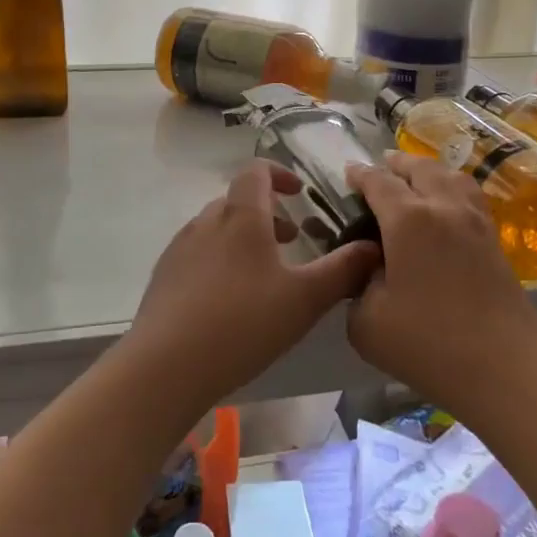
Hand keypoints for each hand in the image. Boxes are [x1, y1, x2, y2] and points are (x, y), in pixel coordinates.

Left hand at [123, 160, 380, 413]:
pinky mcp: (164, 275)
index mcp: (241, 216)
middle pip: (238, 200)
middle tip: (292, 240)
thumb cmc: (243, 323)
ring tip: (264, 273)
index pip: (256, 171)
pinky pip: (198, 252)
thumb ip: (342, 270)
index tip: (299, 194)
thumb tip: (372, 247)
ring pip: (217, 227)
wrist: (166, 364)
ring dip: (243, 237)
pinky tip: (229, 299)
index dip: (280, 174)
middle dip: (267, 213)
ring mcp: (180, 247)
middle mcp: (207, 221)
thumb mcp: (304, 300)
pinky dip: (220, 259)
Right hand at [344, 152, 536, 420]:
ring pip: (451, 176)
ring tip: (415, 178)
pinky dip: (452, 188)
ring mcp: (475, 222)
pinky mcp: (495, 241)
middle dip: (396, 164)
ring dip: (428, 170)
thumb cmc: (429, 344)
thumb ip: (357, 286)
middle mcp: (444, 207)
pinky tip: (445, 206)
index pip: (378, 182)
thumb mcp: (366, 322)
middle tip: (380, 167)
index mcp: (408, 219)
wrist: (506, 370)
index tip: (347, 173)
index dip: (360, 175)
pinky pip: (470, 197)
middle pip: (420, 168)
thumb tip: (369, 271)